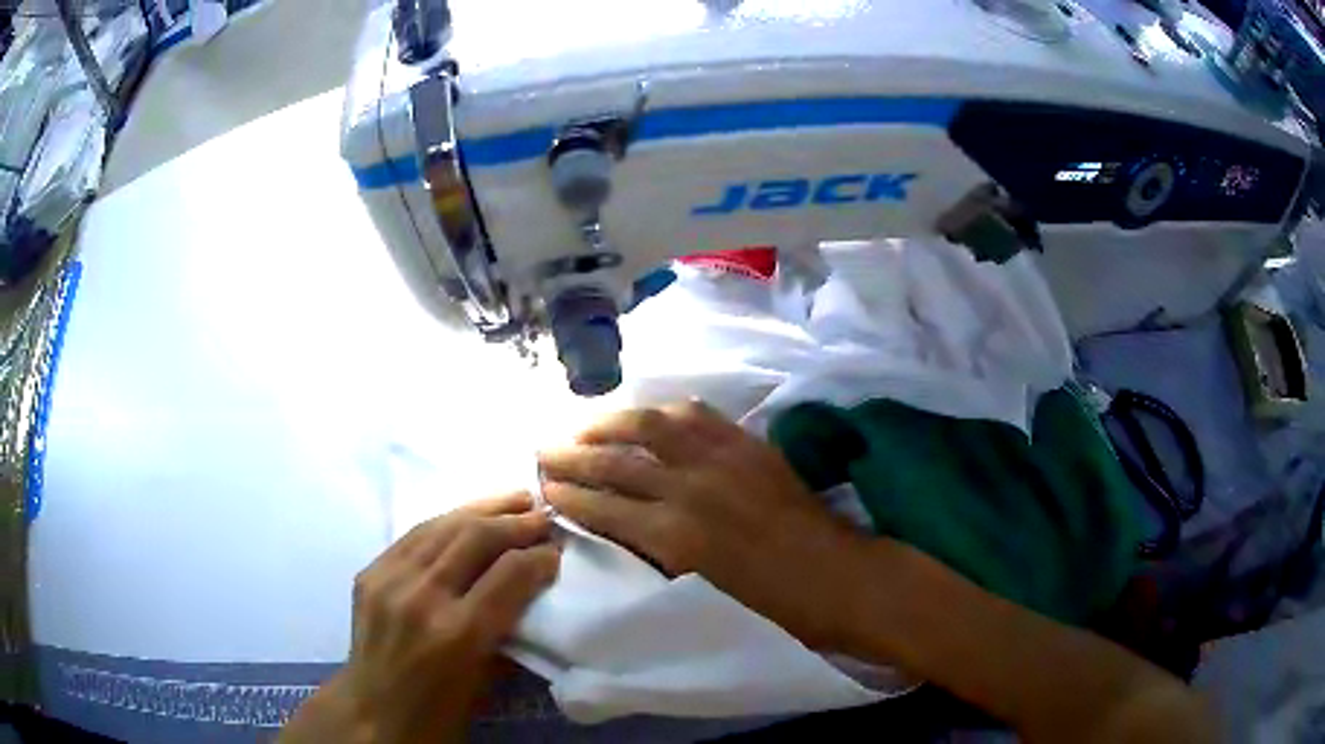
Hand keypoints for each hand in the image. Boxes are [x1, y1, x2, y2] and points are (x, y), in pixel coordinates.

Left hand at [280, 493, 559, 743]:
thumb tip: (532, 586)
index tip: (557, 551)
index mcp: (458, 634)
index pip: (510, 574)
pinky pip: (414, 535)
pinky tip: (466, 516)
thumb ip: (508, 629)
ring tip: (513, 500)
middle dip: (517, 522)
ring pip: (443, 525)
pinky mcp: (370, 572)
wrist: (372, 712)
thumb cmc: (440, 710)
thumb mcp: (487, 679)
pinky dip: (447, 522)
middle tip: (543, 515)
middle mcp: (422, 597)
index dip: (539, 556)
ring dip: (483, 509)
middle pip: (476, 537)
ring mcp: (389, 579)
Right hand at [538, 401, 886, 651]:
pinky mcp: (749, 445)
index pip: (605, 506)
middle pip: (617, 462)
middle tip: (545, 450)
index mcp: (676, 536)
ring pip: (652, 426)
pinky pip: (698, 416)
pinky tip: (650, 414)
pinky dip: (666, 411)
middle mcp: (691, 488)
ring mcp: (722, 458)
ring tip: (586, 425)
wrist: (839, 579)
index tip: (543, 484)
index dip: (569, 494)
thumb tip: (623, 531)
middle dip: (574, 455)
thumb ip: (658, 557)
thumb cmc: (772, 608)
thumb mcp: (702, 594)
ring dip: (612, 423)